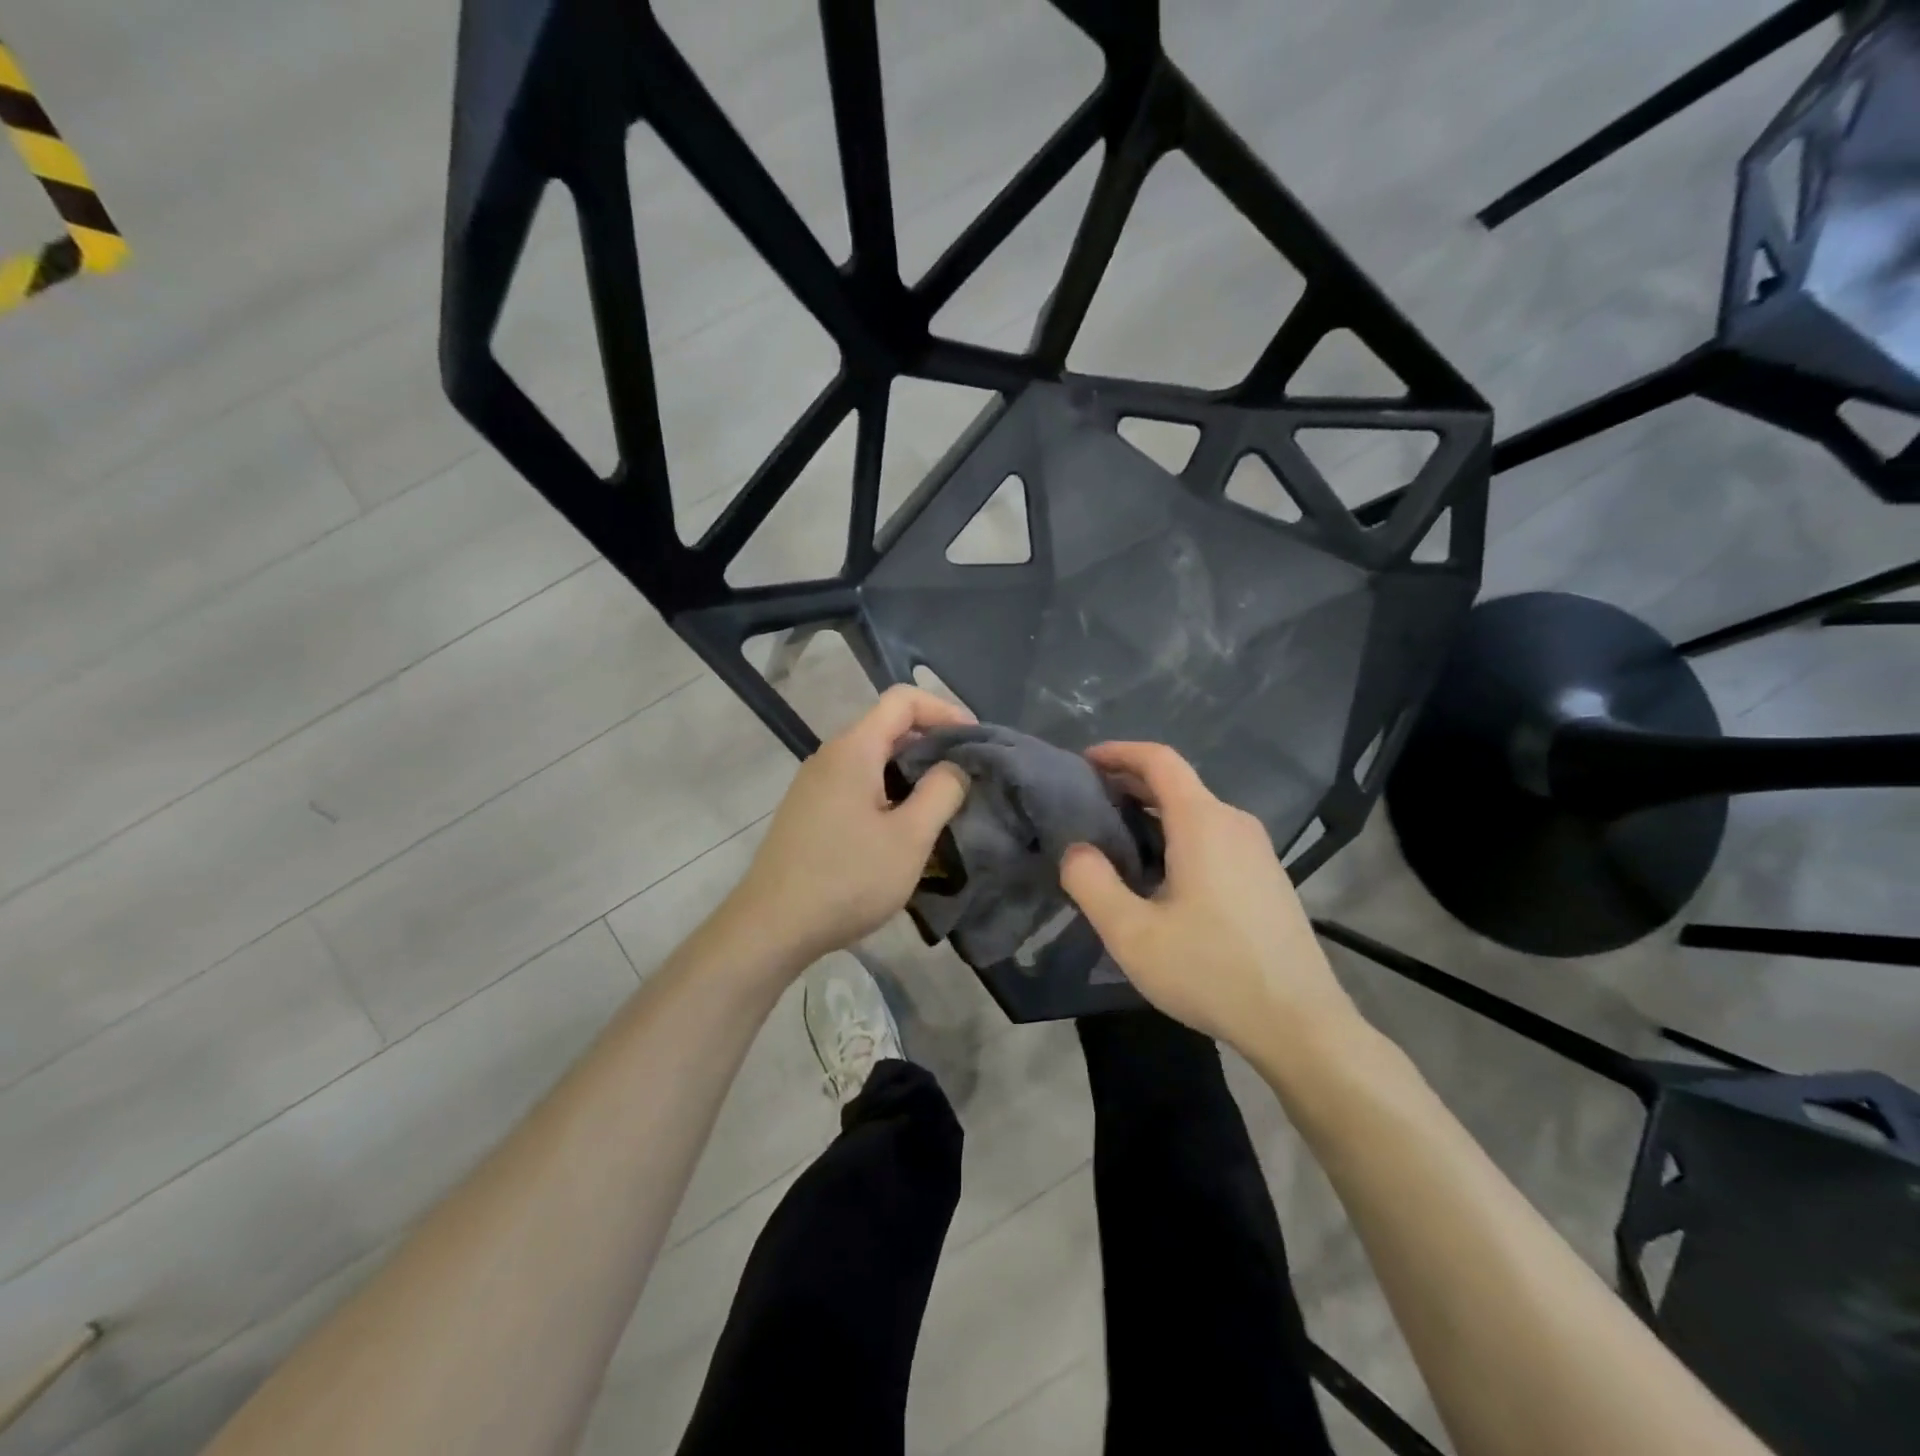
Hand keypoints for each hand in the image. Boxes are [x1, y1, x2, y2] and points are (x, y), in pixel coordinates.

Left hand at [732, 686, 973, 967]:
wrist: (771, 927)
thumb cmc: (847, 879)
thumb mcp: (910, 838)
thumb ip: (941, 792)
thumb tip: (955, 765)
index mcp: (853, 749)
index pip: (903, 699)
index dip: (944, 710)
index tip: (974, 742)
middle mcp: (830, 756)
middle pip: (887, 727)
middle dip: (932, 743)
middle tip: (965, 777)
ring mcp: (814, 784)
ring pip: (873, 759)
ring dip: (911, 772)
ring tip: (940, 805)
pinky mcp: (809, 811)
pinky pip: (857, 784)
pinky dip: (888, 791)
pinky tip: (902, 829)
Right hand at [1058, 742, 1357, 1055]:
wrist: (1299, 1023)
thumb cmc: (1211, 971)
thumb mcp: (1132, 934)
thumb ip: (1092, 883)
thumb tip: (1076, 850)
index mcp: (1203, 822)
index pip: (1159, 759)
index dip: (1119, 752)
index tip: (1084, 762)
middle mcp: (1234, 823)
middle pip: (1177, 783)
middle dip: (1129, 783)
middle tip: (1087, 803)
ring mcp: (1257, 849)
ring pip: (1196, 810)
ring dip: (1152, 812)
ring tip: (1114, 838)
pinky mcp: (1266, 875)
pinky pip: (1214, 835)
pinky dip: (1177, 834)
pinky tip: (1159, 872)